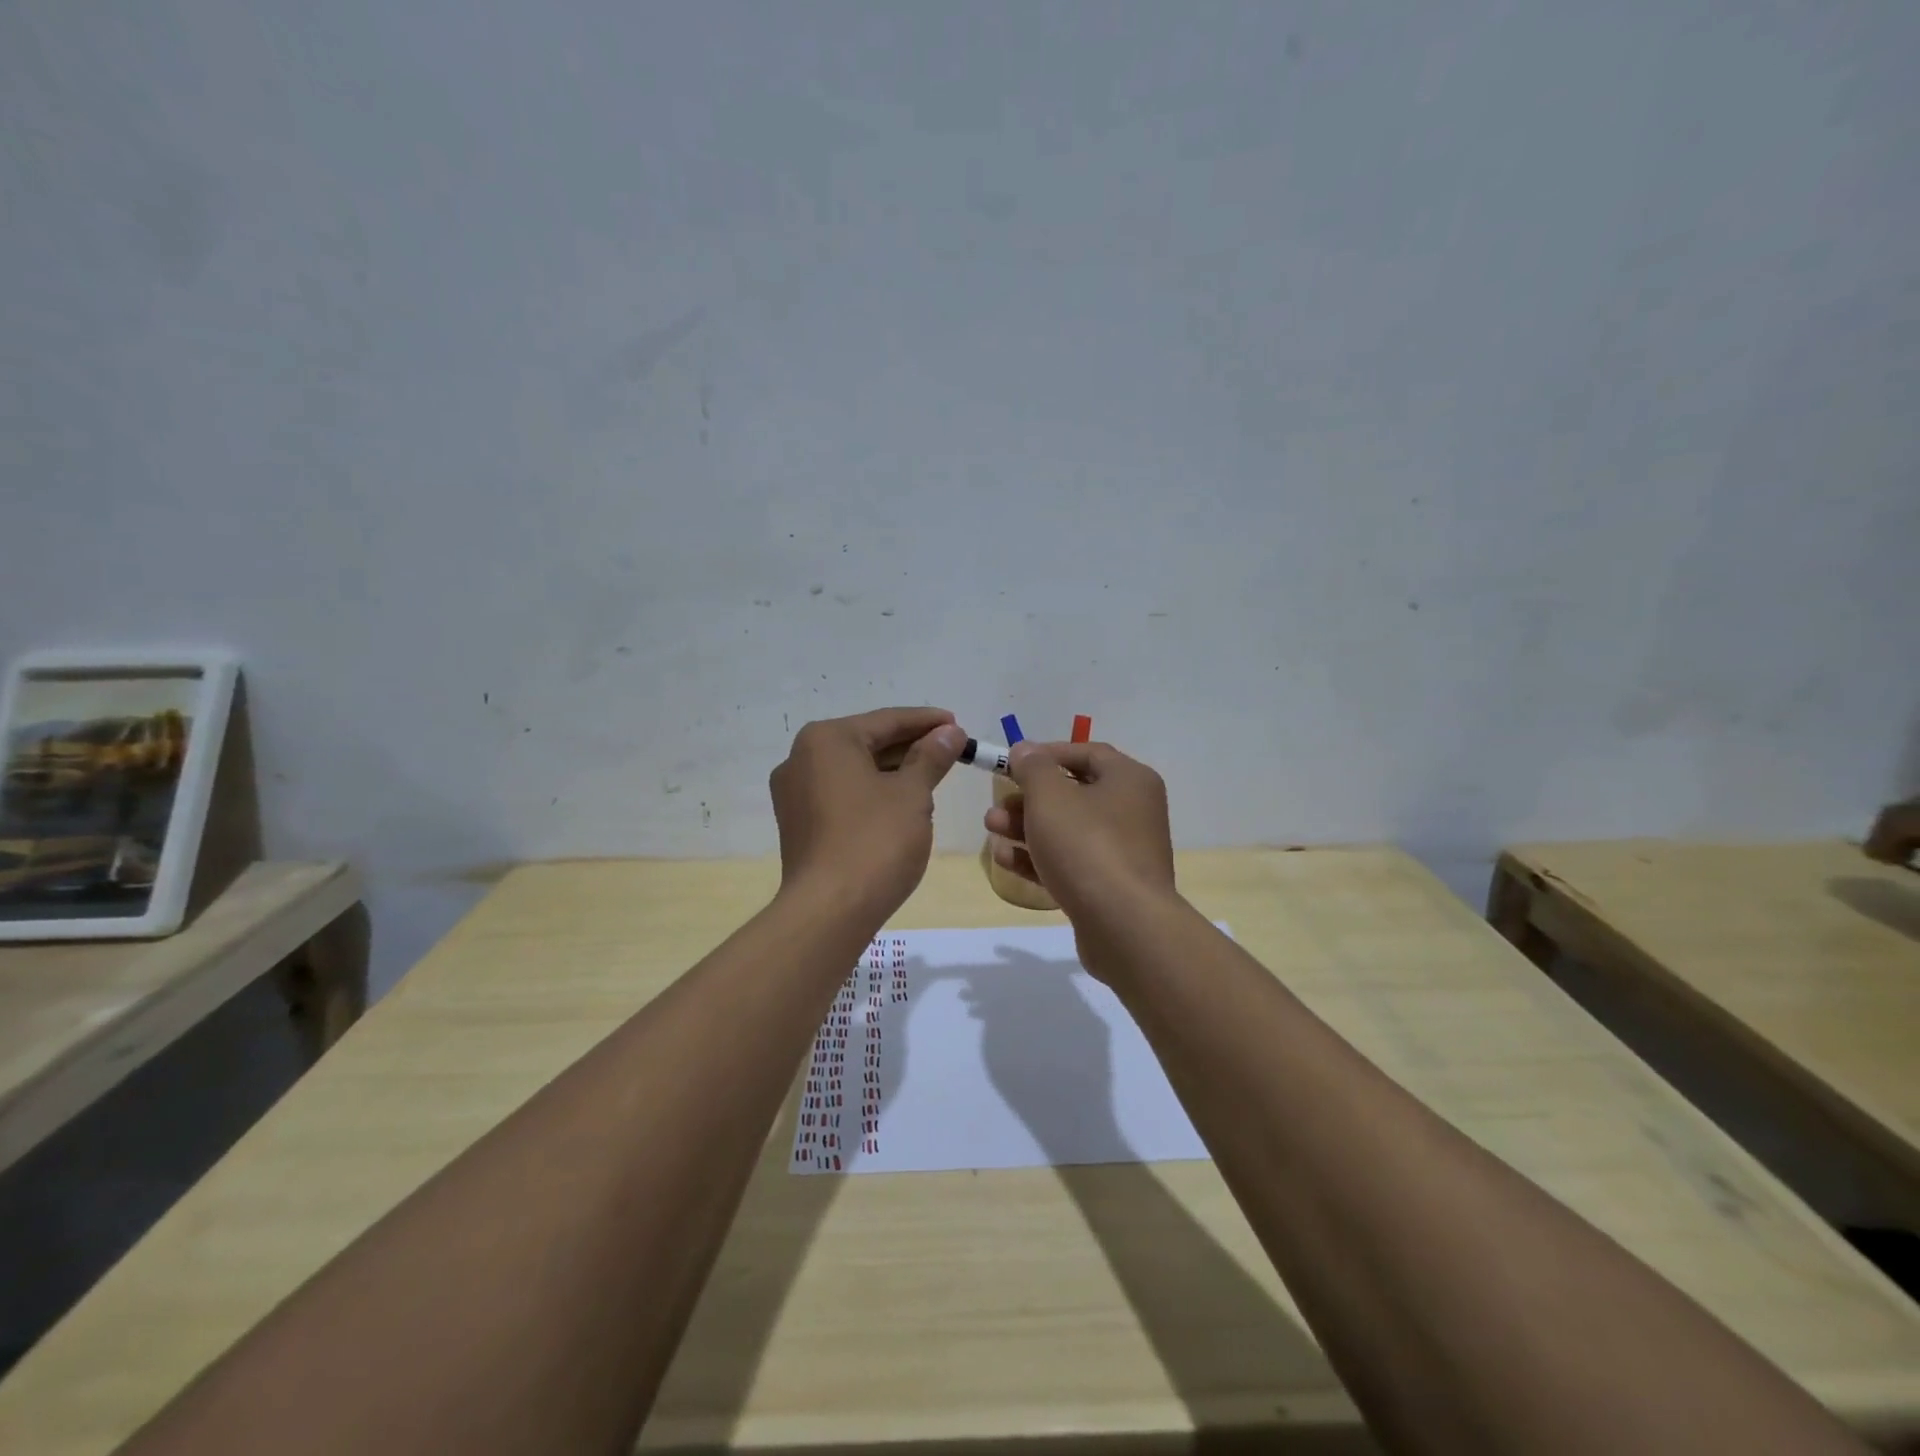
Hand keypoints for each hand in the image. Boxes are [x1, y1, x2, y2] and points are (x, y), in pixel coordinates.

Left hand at [770, 707, 966, 921]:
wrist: (829, 911)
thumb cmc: (875, 841)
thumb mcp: (912, 795)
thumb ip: (931, 757)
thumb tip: (949, 732)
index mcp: (827, 740)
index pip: (886, 720)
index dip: (927, 721)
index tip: (957, 725)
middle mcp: (801, 758)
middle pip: (867, 742)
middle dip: (910, 747)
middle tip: (950, 750)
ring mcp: (794, 794)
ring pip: (854, 770)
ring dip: (893, 771)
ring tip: (932, 776)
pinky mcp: (799, 824)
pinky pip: (842, 795)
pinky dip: (872, 792)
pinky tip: (901, 804)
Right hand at [983, 740, 1177, 930]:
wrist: (1124, 926)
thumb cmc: (1087, 846)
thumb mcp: (1050, 796)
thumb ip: (1033, 768)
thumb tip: (1025, 749)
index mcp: (1129, 780)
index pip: (1087, 753)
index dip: (1046, 754)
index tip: (1012, 763)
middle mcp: (1132, 811)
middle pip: (1073, 794)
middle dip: (1028, 798)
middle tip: (996, 805)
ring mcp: (1123, 852)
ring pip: (1067, 831)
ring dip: (1026, 828)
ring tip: (991, 830)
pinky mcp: (1109, 887)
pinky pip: (1070, 863)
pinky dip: (1039, 858)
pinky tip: (1005, 860)